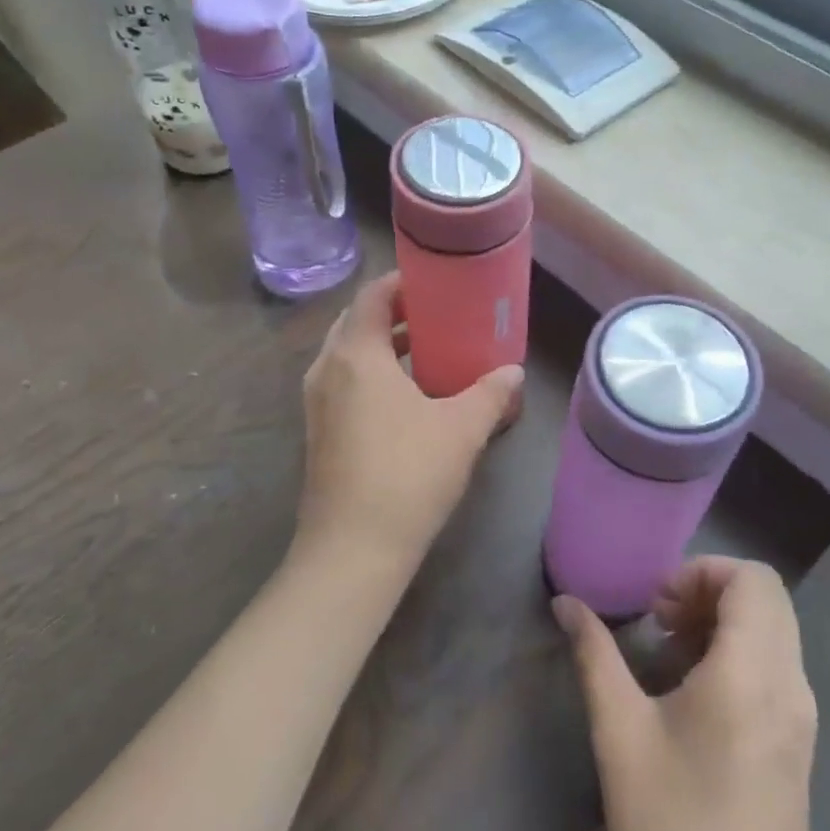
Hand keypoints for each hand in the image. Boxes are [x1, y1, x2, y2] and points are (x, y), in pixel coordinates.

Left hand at [291, 271, 523, 586]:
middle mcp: (327, 369)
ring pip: (348, 354)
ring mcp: (316, 403)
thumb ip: (490, 393)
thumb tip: (513, 372)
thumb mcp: (461, 429)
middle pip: (357, 322)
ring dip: (383, 345)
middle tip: (437, 313)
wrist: (352, 550)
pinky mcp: (318, 432)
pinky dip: (371, 374)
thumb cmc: (408, 475)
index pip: (372, 296)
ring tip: (428, 350)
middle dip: (394, 312)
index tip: (435, 280)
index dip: (401, 282)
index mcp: (356, 354)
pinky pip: (344, 383)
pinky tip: (406, 396)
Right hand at [556, 558, 829, 830]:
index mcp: (751, 674)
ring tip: (668, 654)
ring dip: (721, 622)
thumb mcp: (620, 736)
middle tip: (659, 621)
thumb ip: (595, 656)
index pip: (752, 579)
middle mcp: (789, 685)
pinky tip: (691, 695)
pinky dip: (736, 653)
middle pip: (765, 598)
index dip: (702, 572)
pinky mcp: (798, 744)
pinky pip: (774, 666)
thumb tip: (566, 603)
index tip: (658, 606)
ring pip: (773, 631)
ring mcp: (801, 717)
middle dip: (708, 591)